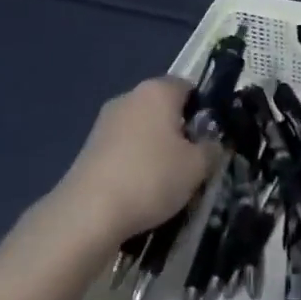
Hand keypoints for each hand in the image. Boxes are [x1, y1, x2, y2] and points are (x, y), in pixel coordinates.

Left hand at [55, 77, 215, 246]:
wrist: (88, 213)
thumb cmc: (151, 178)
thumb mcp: (196, 168)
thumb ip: (211, 150)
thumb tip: (211, 144)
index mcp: (157, 91)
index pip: (188, 87)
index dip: (203, 111)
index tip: (209, 139)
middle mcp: (130, 97)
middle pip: (164, 108)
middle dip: (179, 131)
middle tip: (191, 163)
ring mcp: (106, 121)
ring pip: (142, 129)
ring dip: (155, 148)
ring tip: (166, 183)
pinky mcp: (90, 146)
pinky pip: (124, 147)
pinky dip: (134, 162)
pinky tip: (139, 191)